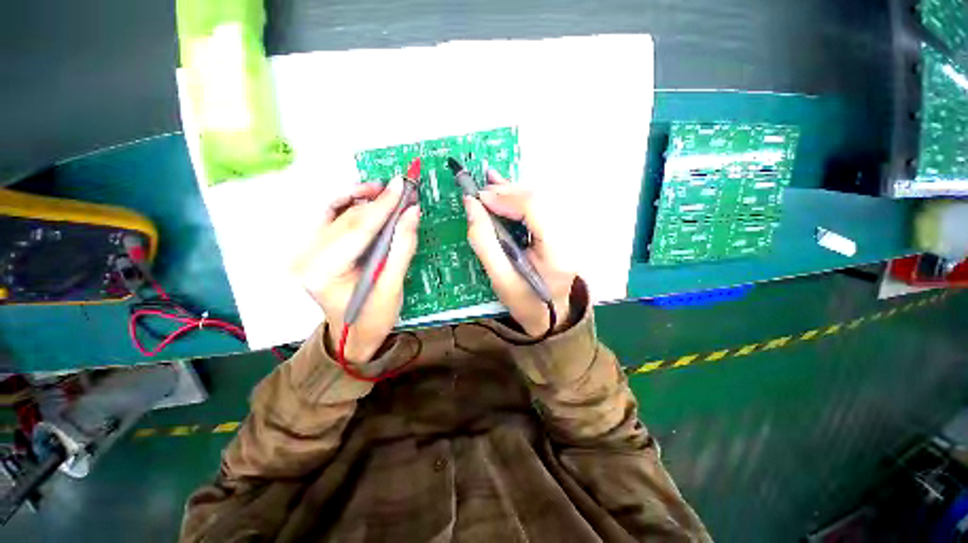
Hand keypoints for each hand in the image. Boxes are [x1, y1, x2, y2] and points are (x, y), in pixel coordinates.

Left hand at [294, 178, 419, 363]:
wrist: (352, 336)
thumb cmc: (374, 317)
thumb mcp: (393, 286)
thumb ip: (402, 247)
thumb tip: (412, 213)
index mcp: (324, 271)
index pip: (357, 230)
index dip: (382, 205)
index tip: (402, 185)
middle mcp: (307, 257)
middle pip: (344, 218)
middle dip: (375, 200)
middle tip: (401, 187)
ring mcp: (307, 252)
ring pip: (333, 212)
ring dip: (358, 198)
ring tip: (384, 191)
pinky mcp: (314, 249)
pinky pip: (330, 218)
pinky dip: (349, 206)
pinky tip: (367, 202)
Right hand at [464, 170, 575, 336]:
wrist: (551, 318)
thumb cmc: (524, 303)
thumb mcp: (499, 279)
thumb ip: (484, 242)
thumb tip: (471, 206)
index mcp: (556, 252)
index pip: (534, 210)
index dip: (506, 198)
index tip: (480, 198)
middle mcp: (567, 237)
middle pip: (538, 201)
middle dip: (507, 192)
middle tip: (480, 192)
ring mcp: (566, 234)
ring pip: (539, 202)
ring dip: (512, 192)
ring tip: (489, 185)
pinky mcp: (559, 233)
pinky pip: (539, 210)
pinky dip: (519, 200)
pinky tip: (504, 190)